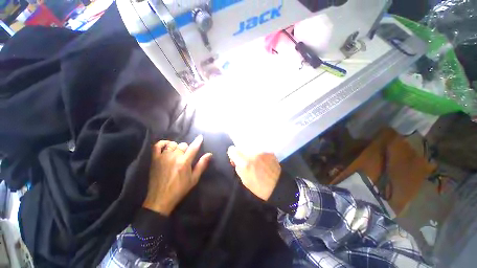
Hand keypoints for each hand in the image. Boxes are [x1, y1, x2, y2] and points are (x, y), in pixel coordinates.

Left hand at [143, 135, 211, 215]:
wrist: (160, 199)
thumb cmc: (180, 189)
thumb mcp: (194, 179)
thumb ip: (202, 165)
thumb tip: (209, 154)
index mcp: (184, 162)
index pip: (193, 147)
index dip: (198, 141)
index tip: (200, 137)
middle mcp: (174, 157)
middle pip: (183, 145)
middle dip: (187, 148)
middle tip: (186, 156)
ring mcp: (163, 157)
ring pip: (172, 144)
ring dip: (177, 147)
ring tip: (177, 154)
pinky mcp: (155, 159)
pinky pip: (158, 145)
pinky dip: (163, 143)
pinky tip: (167, 146)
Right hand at [227, 146, 280, 200]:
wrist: (278, 185)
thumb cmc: (259, 186)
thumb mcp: (244, 179)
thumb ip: (238, 167)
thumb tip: (235, 160)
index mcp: (245, 163)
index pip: (232, 150)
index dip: (232, 154)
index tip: (235, 158)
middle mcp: (253, 154)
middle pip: (241, 147)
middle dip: (242, 153)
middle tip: (246, 160)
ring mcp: (262, 151)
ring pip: (250, 147)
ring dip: (250, 152)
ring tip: (255, 160)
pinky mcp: (269, 151)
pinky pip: (259, 149)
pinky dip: (258, 153)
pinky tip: (262, 160)